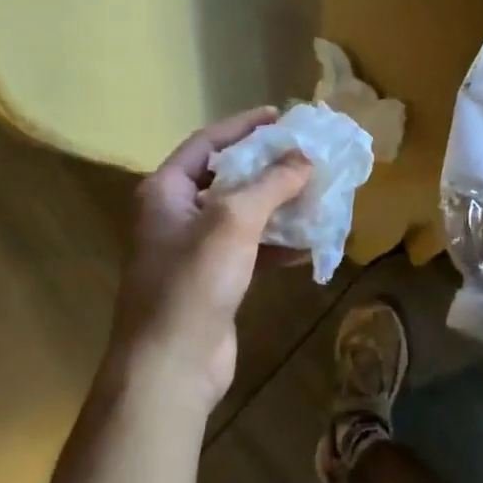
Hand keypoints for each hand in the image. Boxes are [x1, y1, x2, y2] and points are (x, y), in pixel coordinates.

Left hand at [107, 108, 311, 414]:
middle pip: (226, 178)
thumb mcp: (233, 220)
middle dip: (267, 167)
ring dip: (277, 205)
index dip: (243, 127)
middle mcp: (176, 215)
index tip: (280, 116)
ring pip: (241, 215)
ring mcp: (194, 251)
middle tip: (305, 153)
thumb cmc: (193, 281)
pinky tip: (308, 242)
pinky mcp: (214, 281)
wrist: (171, 366)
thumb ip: (271, 183)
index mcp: (166, 191)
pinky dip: (276, 244)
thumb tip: (304, 157)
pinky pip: (249, 250)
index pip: (207, 143)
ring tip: (315, 192)